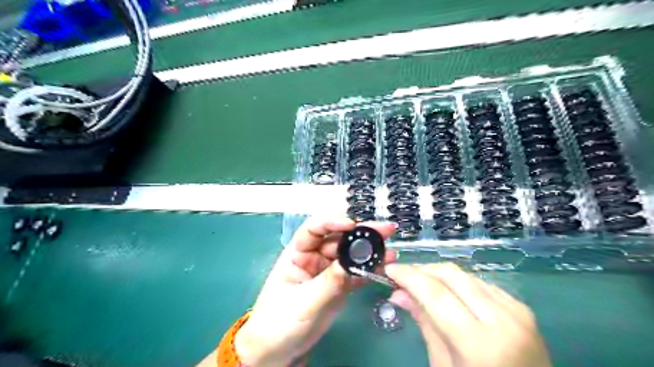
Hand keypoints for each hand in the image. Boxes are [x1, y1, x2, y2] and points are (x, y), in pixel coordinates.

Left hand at [237, 217, 395, 365]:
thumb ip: (329, 282)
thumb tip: (353, 263)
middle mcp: (314, 257)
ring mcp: (328, 271)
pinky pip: (355, 273)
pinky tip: (384, 265)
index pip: (314, 229)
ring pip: (350, 254)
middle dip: (360, 232)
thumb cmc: (279, 323)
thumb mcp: (303, 302)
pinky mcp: (338, 286)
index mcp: (297, 253)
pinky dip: (369, 269)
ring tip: (389, 248)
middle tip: (384, 229)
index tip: (352, 224)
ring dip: (369, 250)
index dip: (332, 222)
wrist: (278, 352)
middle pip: (338, 238)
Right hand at [387, 263, 550, 366]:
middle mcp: (502, 320)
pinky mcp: (522, 308)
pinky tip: (448, 291)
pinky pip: (482, 284)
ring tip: (420, 282)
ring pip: (467, 275)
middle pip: (452, 275)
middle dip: (422, 269)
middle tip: (402, 274)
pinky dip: (459, 283)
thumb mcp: (444, 366)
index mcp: (481, 344)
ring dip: (439, 274)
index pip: (435, 294)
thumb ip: (425, 323)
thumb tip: (398, 293)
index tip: (389, 269)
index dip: (409, 276)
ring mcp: (517, 311)